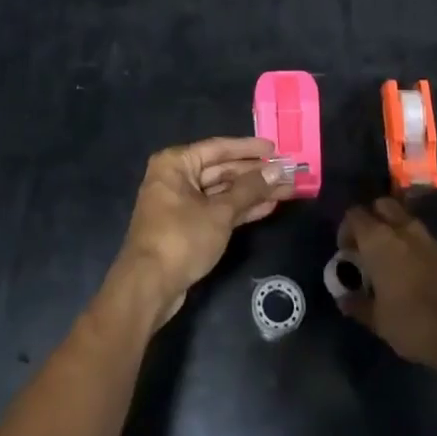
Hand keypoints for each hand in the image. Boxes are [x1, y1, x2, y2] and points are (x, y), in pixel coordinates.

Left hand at [114, 137, 295, 327]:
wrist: (149, 286)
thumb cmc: (181, 238)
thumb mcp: (219, 212)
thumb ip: (249, 190)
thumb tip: (277, 172)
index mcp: (176, 163)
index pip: (219, 148)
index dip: (249, 149)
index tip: (275, 149)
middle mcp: (176, 177)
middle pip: (222, 170)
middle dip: (255, 174)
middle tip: (287, 173)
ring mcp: (181, 203)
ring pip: (222, 192)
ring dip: (252, 192)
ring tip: (285, 190)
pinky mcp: (187, 226)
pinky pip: (217, 209)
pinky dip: (240, 209)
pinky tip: (267, 207)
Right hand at [336, 199, 436, 371]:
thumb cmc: (414, 324)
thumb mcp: (378, 321)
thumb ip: (357, 304)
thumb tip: (344, 298)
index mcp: (379, 240)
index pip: (354, 215)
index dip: (346, 229)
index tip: (346, 252)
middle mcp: (403, 229)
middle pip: (382, 206)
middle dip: (372, 219)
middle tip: (367, 246)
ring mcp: (429, 238)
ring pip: (405, 219)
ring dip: (394, 230)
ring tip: (390, 259)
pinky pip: (423, 237)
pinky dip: (413, 244)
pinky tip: (413, 271)